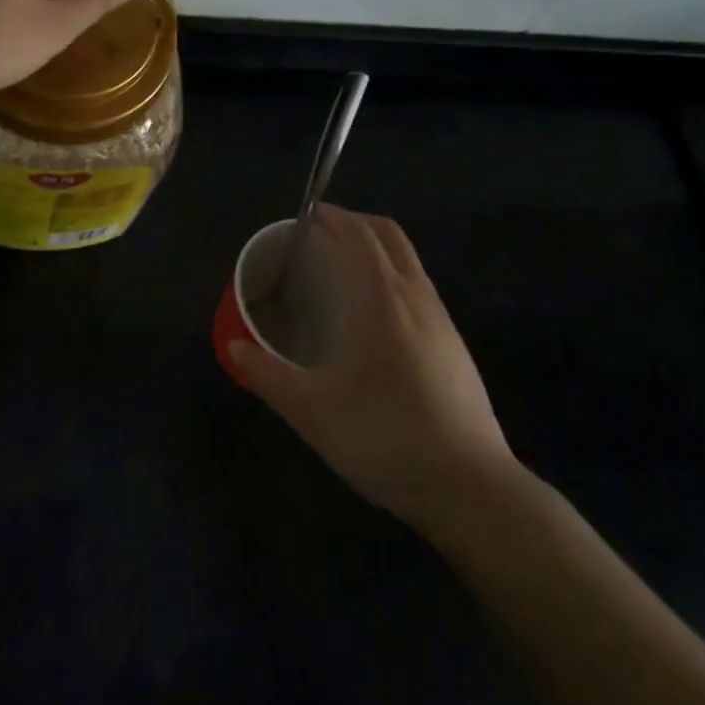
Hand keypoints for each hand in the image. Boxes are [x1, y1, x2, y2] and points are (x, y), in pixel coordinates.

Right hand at [230, 206, 515, 533]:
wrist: (471, 489)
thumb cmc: (385, 437)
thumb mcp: (312, 411)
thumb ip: (268, 375)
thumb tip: (233, 348)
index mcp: (383, 298)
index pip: (359, 233)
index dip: (333, 216)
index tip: (306, 216)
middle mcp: (417, 296)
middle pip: (390, 235)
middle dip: (356, 223)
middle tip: (321, 236)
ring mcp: (443, 320)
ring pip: (409, 261)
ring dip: (377, 250)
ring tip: (342, 273)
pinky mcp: (456, 346)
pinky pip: (419, 288)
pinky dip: (393, 277)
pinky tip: (374, 319)